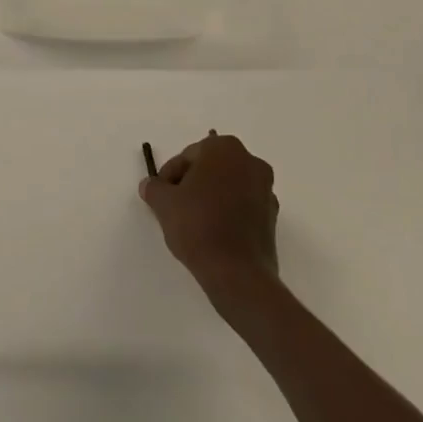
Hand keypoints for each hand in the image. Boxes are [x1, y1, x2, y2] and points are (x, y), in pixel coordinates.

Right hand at [139, 130, 279, 293]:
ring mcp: (266, 189)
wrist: (237, 273)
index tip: (161, 195)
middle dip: (191, 183)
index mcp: (224, 148)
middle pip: (210, 168)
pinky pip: (242, 205)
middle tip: (174, 206)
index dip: (170, 175)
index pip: (188, 156)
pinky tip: (212, 232)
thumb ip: (154, 188)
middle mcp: (250, 161)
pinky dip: (227, 212)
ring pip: (228, 186)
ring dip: (210, 197)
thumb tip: (150, 185)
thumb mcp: (164, 203)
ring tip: (192, 222)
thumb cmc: (198, 225)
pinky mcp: (272, 216)